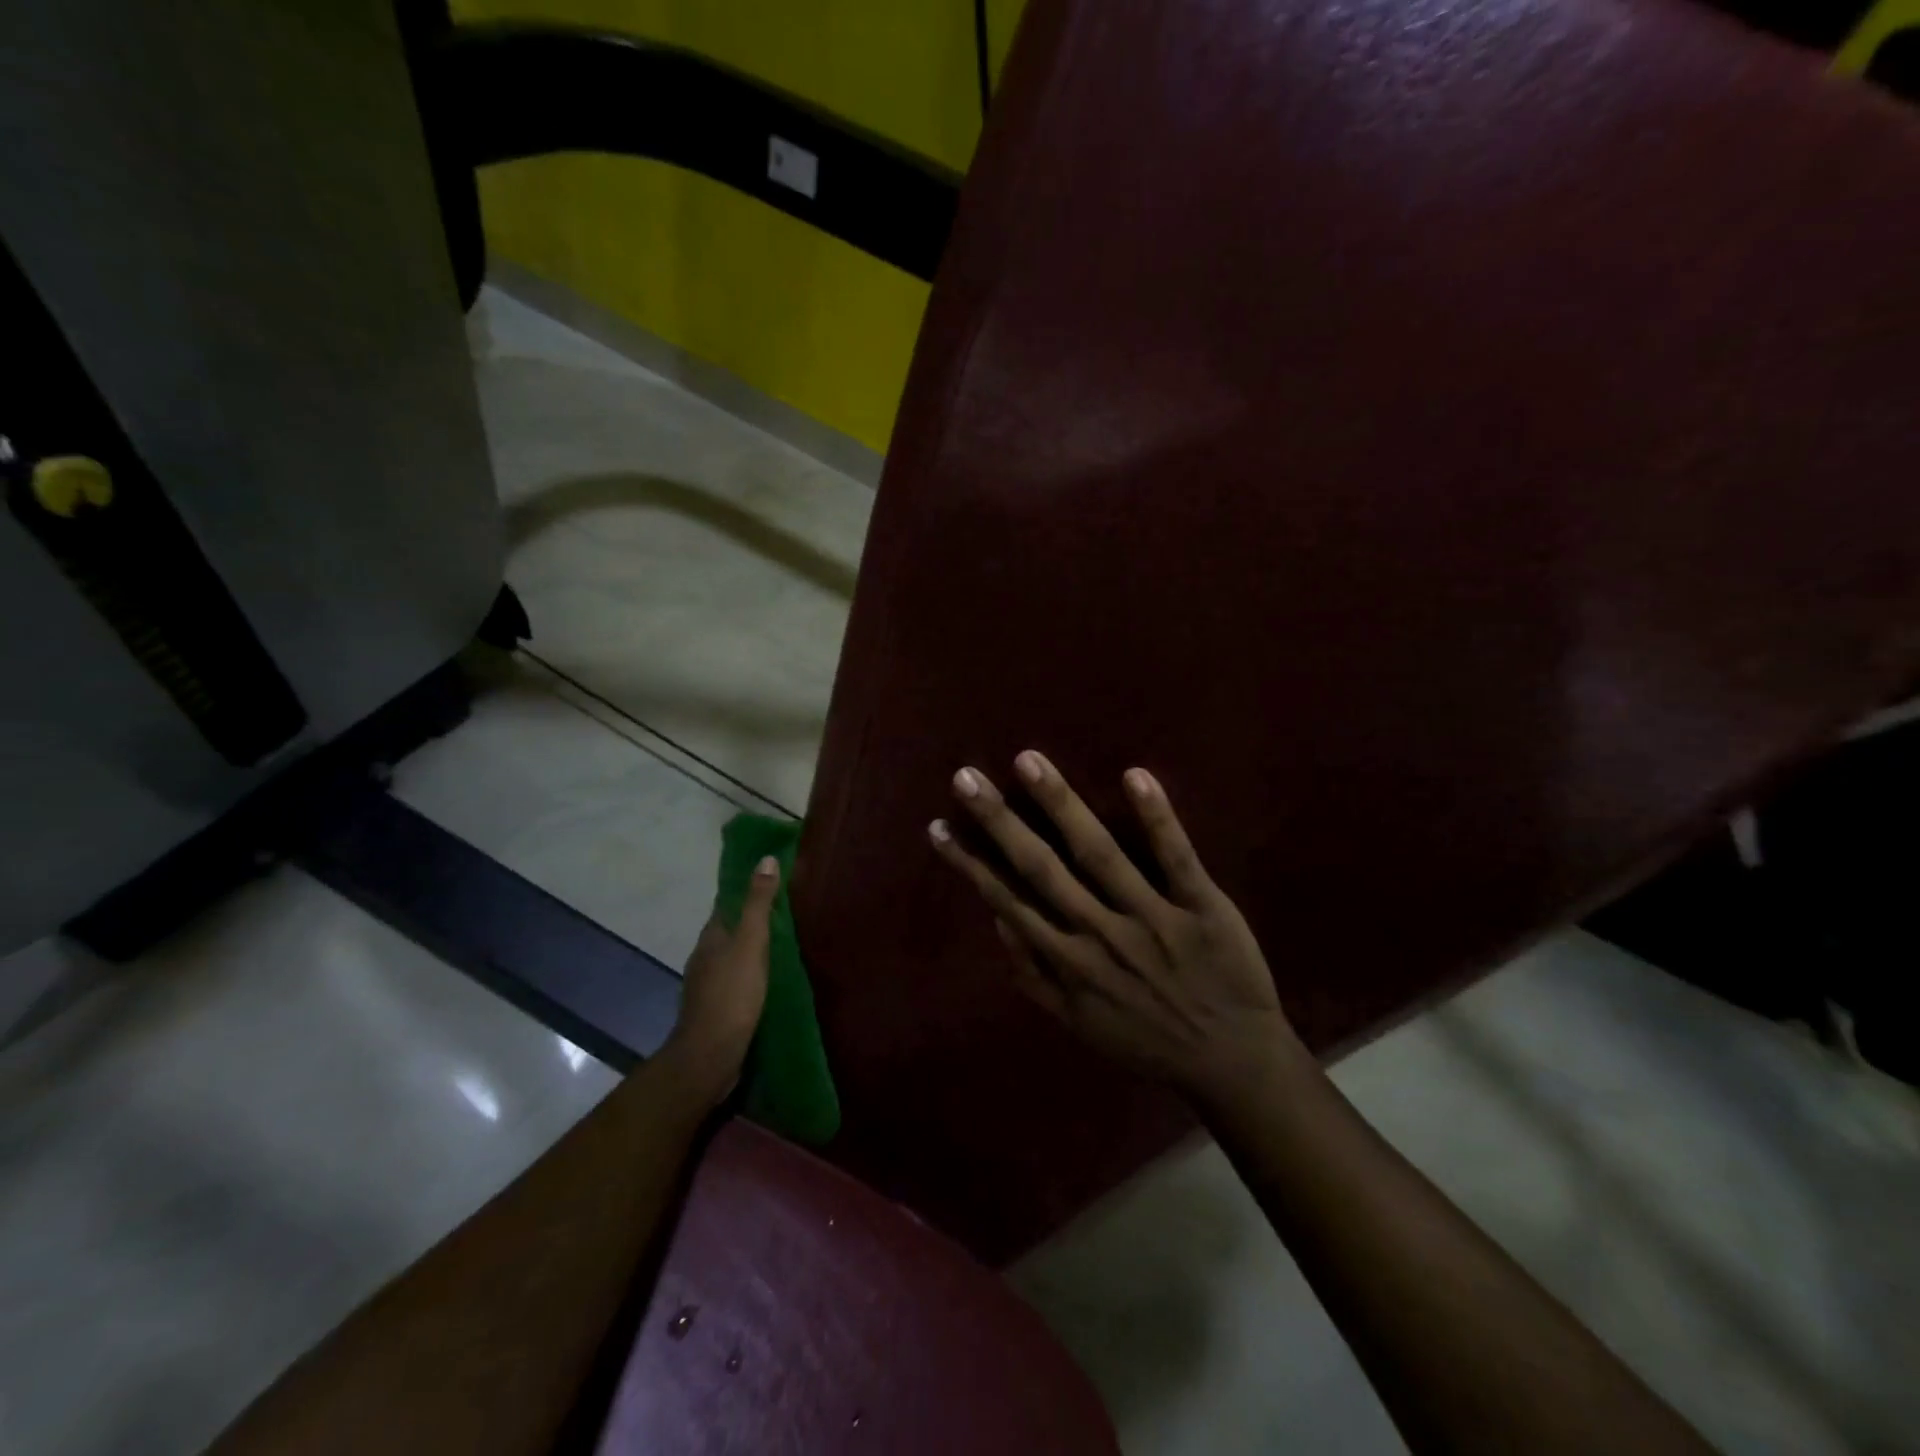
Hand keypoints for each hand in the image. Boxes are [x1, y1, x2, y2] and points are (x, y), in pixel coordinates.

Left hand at [661, 854, 778, 1107]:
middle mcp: (705, 956)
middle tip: (786, 910)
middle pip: (729, 930)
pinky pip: (737, 980)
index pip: (726, 904)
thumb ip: (758, 904)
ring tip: (784, 943)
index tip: (770, 879)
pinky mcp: (718, 1009)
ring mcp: (708, 985)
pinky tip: (770, 978)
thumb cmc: (732, 995)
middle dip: (751, 920)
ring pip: (732, 957)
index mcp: (711, 937)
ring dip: (752, 948)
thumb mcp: (751, 944)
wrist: (710, 1056)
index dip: (745, 890)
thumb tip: (765, 859)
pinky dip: (752, 973)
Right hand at [928, 752, 1305, 1111]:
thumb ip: (1034, 978)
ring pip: (1099, 853)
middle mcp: (1101, 934)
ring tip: (1029, 761)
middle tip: (966, 777)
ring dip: (1061, 805)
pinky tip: (1135, 775)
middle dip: (1000, 822)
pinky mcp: (1202, 908)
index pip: (1008, 901)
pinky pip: (1177, 858)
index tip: (938, 827)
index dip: (970, 864)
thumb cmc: (1149, 1040)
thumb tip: (997, 921)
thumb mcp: (1079, 1025)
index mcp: (1069, 962)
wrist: (1234, 1065)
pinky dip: (1157, 818)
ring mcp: (1152, 918)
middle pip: (1041, 868)